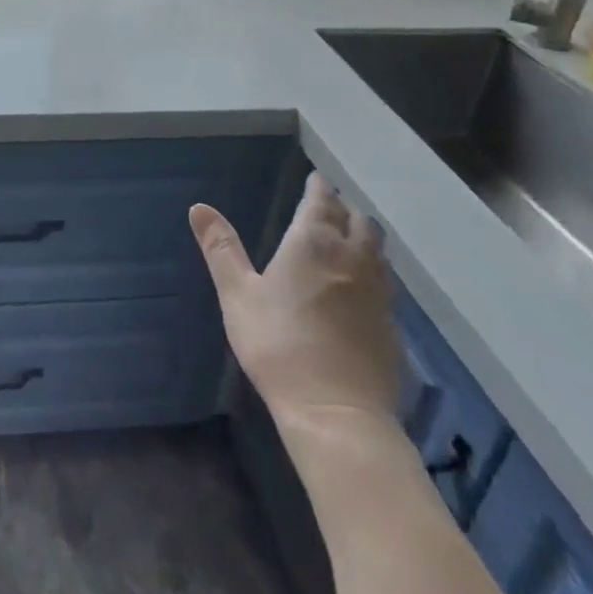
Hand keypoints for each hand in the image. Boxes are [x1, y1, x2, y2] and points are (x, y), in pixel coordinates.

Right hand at [189, 173, 398, 429]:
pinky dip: (374, 273)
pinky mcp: (393, 328)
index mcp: (314, 243)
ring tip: (350, 241)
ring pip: (378, 252)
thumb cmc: (278, 344)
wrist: (337, 414)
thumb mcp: (237, 294)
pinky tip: (362, 290)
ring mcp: (379, 294)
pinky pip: (386, 285)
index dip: (319, 188)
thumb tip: (198, 207)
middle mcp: (353, 259)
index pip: (322, 202)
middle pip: (359, 222)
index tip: (317, 179)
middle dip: (345, 210)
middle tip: (331, 208)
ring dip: (364, 239)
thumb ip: (221, 248)